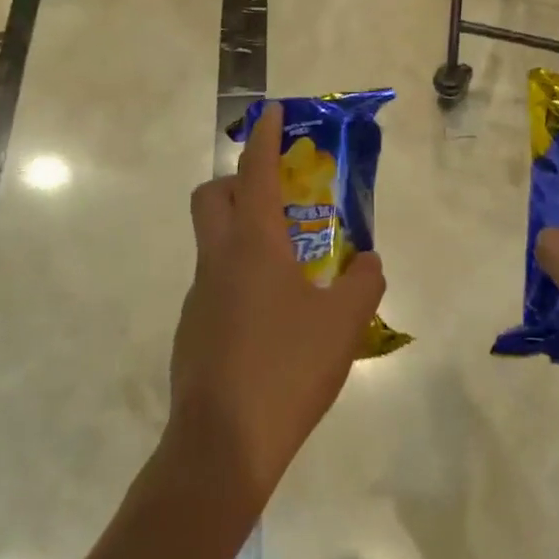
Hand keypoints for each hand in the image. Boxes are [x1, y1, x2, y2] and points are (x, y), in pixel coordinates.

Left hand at [169, 104, 385, 505]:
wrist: (223, 447)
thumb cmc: (287, 369)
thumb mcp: (344, 323)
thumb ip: (364, 281)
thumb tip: (367, 262)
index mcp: (253, 244)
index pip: (254, 170)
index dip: (264, 135)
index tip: (272, 110)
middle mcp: (218, 260)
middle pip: (212, 196)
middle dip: (237, 180)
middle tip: (276, 194)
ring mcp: (198, 296)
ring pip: (213, 243)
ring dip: (244, 236)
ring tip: (291, 270)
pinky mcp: (192, 330)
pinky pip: (216, 285)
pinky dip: (241, 280)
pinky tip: (272, 321)